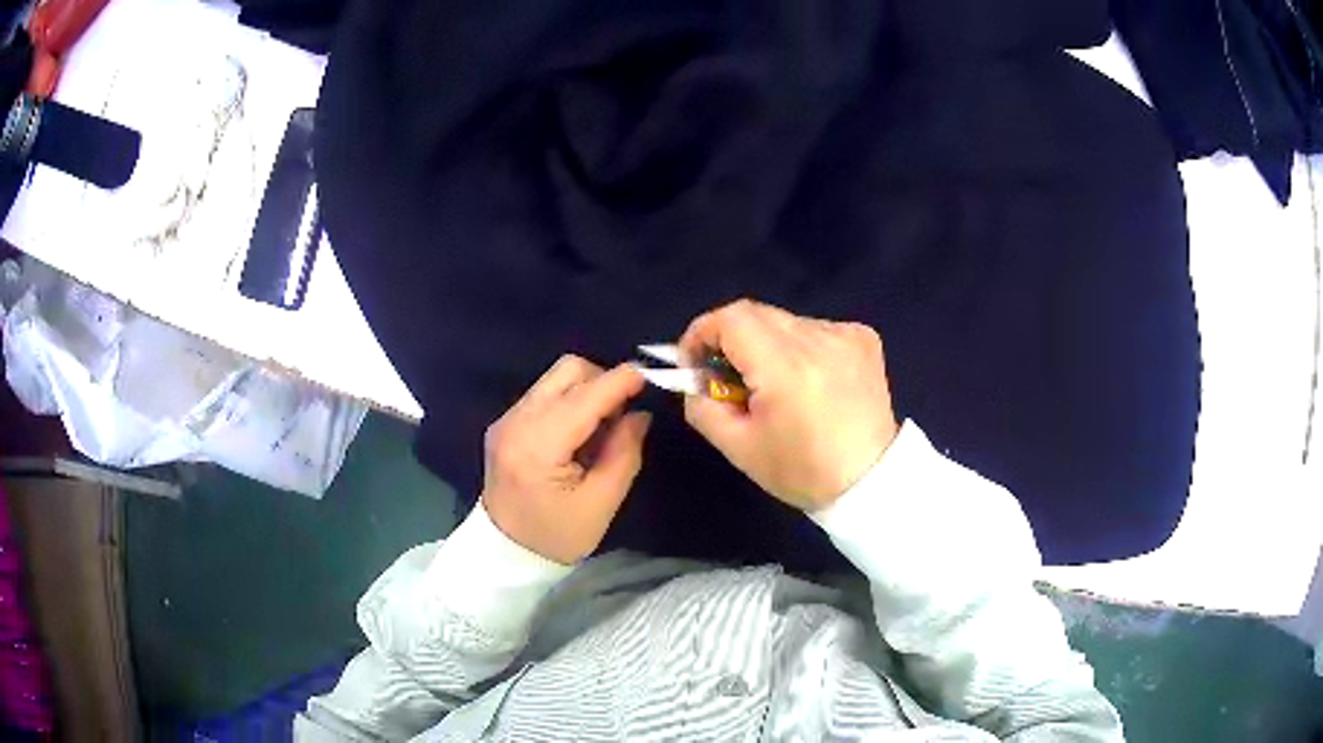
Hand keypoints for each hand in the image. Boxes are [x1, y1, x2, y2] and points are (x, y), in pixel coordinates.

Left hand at [481, 356, 651, 563]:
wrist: (505, 553)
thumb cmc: (556, 536)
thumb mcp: (601, 504)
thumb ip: (624, 453)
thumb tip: (640, 415)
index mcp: (537, 446)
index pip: (585, 397)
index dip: (620, 381)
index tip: (650, 378)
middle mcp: (516, 421)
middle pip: (568, 370)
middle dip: (603, 381)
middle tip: (622, 415)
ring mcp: (507, 419)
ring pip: (556, 379)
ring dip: (586, 391)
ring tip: (601, 429)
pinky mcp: (506, 423)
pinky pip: (545, 394)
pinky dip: (570, 402)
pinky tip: (578, 435)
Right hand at [680, 299, 898, 511]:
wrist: (870, 481)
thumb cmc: (802, 471)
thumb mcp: (738, 447)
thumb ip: (703, 406)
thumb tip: (695, 380)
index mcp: (785, 367)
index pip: (730, 319)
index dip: (702, 333)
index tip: (695, 362)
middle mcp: (818, 338)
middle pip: (756, 314)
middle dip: (730, 339)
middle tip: (726, 376)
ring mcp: (846, 334)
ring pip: (785, 322)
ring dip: (766, 344)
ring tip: (774, 384)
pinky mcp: (864, 338)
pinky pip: (815, 329)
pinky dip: (800, 347)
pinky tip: (809, 380)